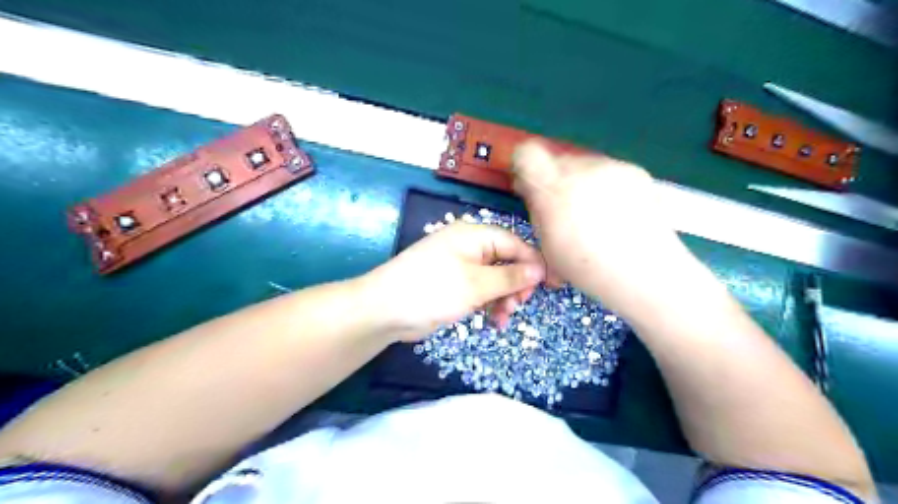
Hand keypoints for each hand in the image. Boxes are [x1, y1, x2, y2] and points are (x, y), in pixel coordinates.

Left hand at [360, 222, 543, 342]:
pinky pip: (482, 290)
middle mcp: (469, 246)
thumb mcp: (476, 284)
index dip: (533, 262)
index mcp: (474, 235)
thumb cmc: (432, 289)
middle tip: (519, 305)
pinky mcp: (455, 284)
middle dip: (517, 284)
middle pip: (506, 261)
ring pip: (496, 278)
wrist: (385, 309)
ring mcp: (461, 266)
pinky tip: (494, 321)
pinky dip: (490, 304)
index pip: (514, 242)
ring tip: (503, 318)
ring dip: (504, 297)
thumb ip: (510, 277)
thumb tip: (540, 269)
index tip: (548, 286)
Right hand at [512, 141, 693, 317]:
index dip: (525, 166)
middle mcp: (579, 169)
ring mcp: (609, 167)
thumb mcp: (546, 244)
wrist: (643, 270)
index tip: (530, 186)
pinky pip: (608, 170)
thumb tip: (533, 192)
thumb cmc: (586, 267)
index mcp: (551, 189)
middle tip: (565, 206)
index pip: (527, 153)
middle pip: (556, 159)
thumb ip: (537, 210)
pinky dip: (605, 185)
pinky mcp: (633, 169)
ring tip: (596, 213)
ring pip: (583, 164)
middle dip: (555, 178)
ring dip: (580, 181)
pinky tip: (617, 211)